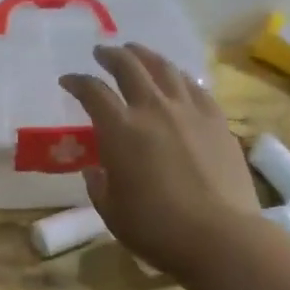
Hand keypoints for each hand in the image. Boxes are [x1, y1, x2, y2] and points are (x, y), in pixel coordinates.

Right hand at [59, 43, 261, 278]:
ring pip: (165, 69)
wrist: (221, 237)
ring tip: (137, 53)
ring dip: (146, 56)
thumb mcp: (112, 211)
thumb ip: (99, 185)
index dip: (77, 82)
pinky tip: (177, 80)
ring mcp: (190, 111)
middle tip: (102, 52)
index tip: (68, 80)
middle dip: (111, 55)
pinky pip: (195, 88)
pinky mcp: (218, 121)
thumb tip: (96, 170)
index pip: (93, 92)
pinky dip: (179, 78)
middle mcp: (154, 109)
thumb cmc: (156, 228)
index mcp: (120, 129)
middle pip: (129, 66)